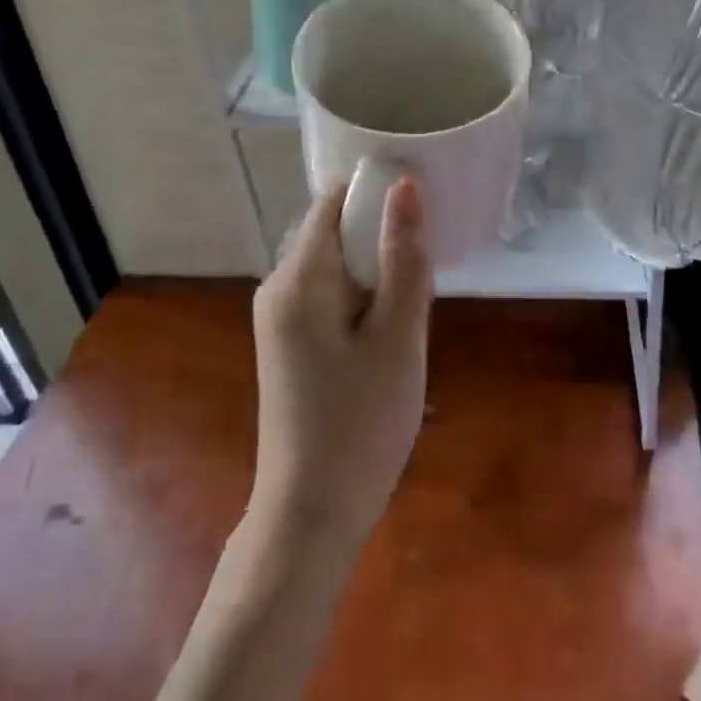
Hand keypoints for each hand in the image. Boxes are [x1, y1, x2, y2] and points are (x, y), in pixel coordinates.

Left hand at [249, 176, 433, 554]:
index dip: (378, 195)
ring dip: (376, 274)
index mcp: (299, 277)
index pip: (335, 201)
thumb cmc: (361, 423)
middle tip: (421, 285)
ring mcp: (278, 316)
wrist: (310, 516)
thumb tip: (405, 184)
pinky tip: (385, 338)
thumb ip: (403, 255)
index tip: (422, 216)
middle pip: (335, 231)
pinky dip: (361, 300)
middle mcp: (278, 286)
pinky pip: (328, 294)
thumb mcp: (398, 336)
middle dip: (382, 242)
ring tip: (407, 318)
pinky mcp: (286, 341)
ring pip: (336, 264)